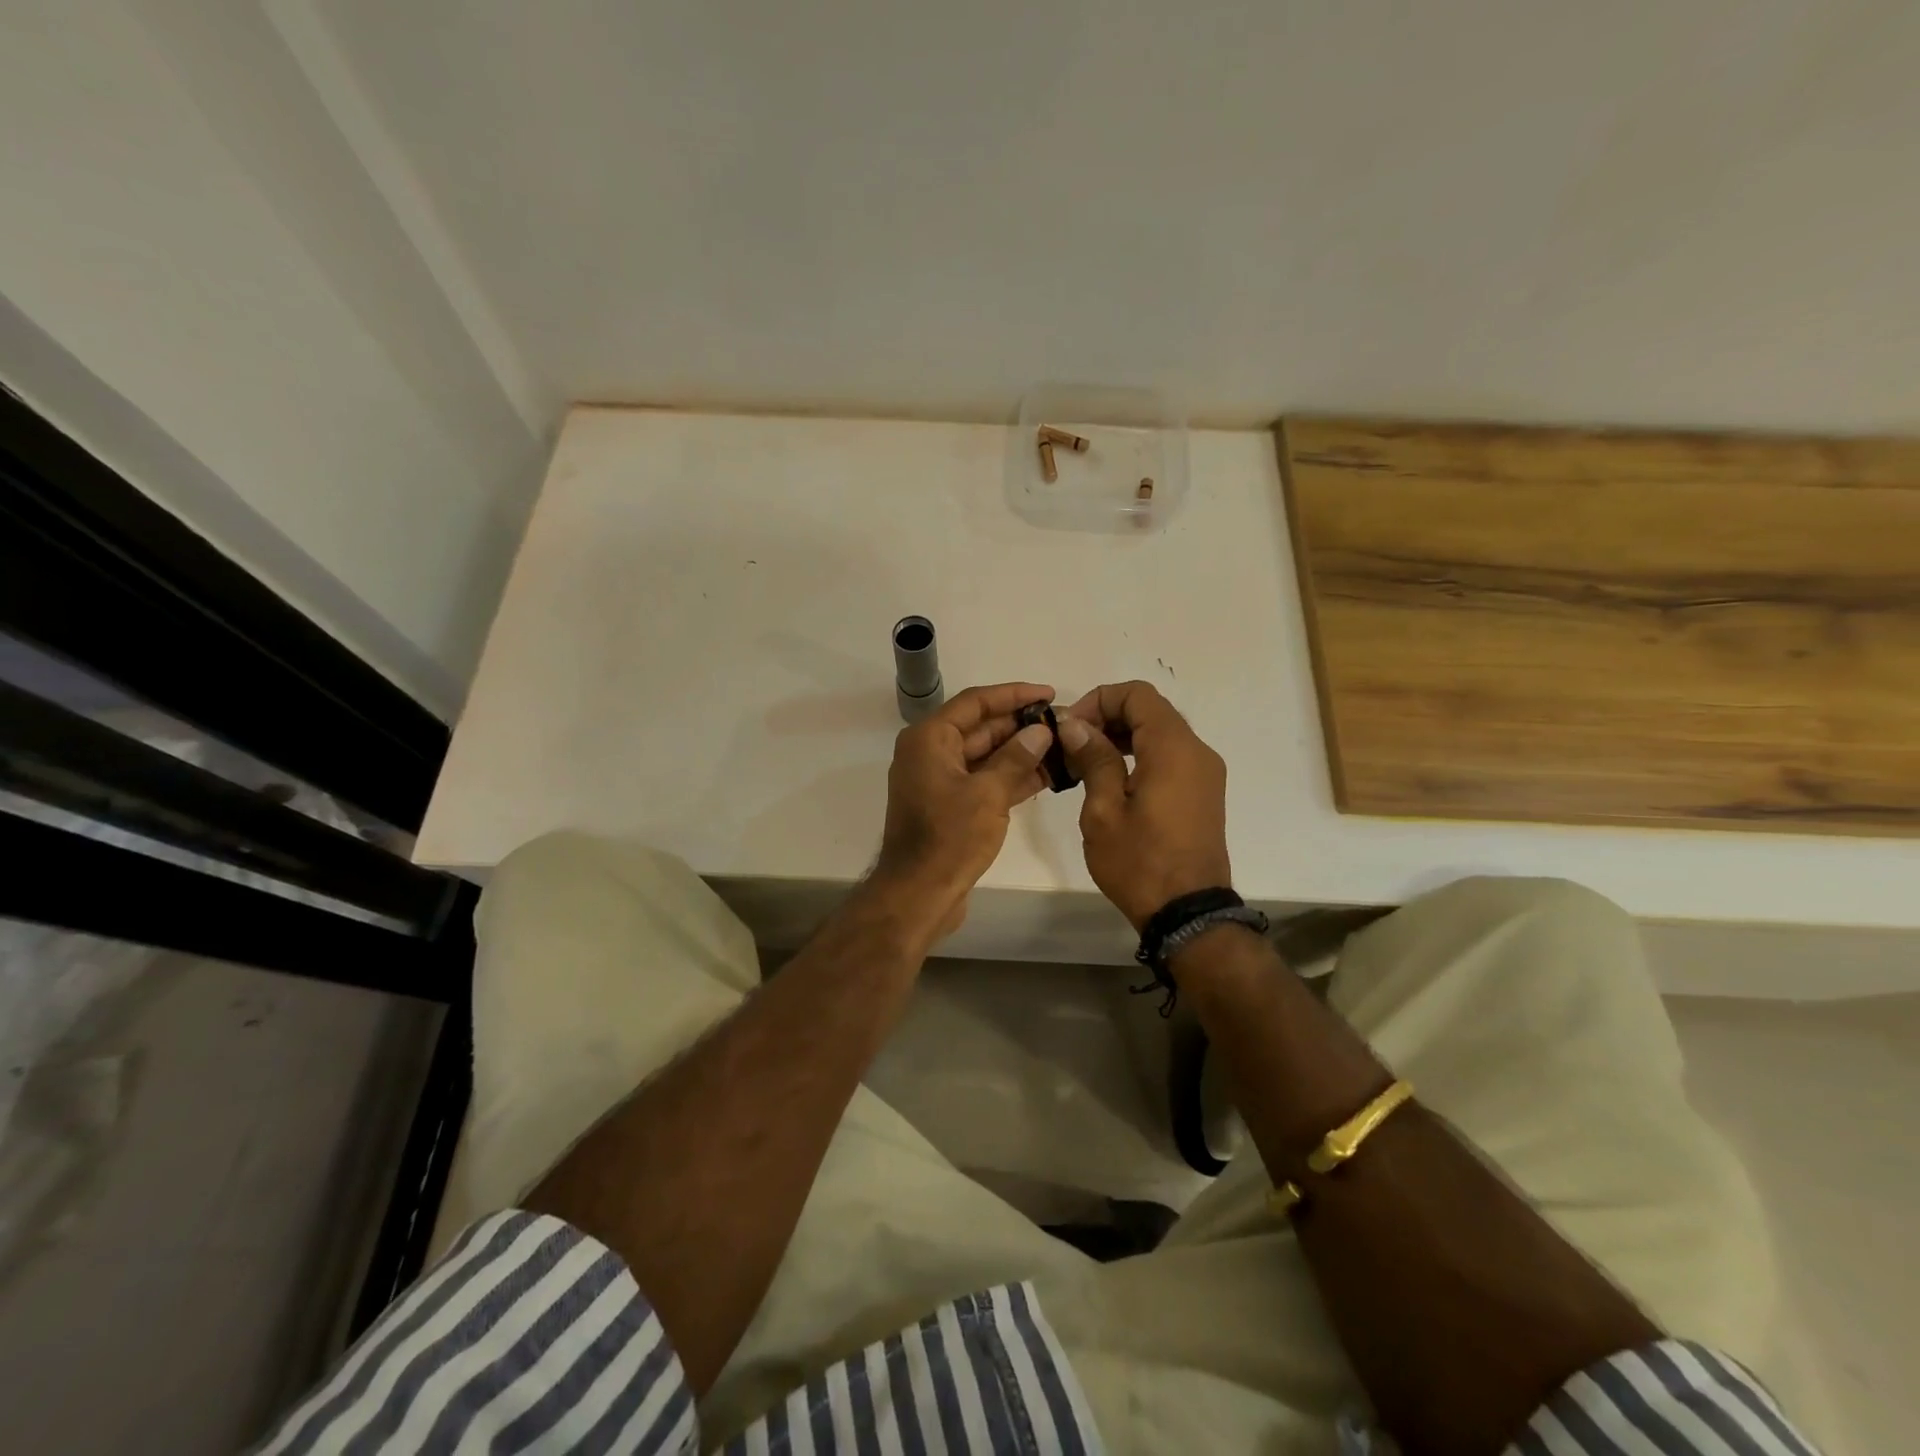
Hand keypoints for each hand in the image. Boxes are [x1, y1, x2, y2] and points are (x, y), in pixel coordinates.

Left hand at [869, 682, 1056, 939]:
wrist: (918, 894)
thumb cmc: (949, 838)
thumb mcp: (988, 794)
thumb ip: (1016, 758)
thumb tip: (1040, 731)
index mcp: (929, 739)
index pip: (975, 702)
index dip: (1014, 694)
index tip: (1049, 694)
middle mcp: (930, 752)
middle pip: (981, 728)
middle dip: (1021, 725)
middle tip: (1064, 723)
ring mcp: (940, 780)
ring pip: (985, 756)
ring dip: (1021, 752)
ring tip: (1063, 747)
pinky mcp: (950, 805)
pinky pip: (983, 780)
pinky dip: (1011, 777)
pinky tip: (1047, 775)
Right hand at [1056, 681, 1231, 928]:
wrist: (1188, 913)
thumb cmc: (1140, 862)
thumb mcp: (1104, 810)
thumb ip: (1093, 758)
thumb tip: (1075, 724)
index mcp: (1173, 748)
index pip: (1137, 694)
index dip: (1098, 700)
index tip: (1070, 729)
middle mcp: (1196, 751)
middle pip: (1150, 710)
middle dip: (1107, 717)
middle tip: (1072, 746)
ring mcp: (1205, 772)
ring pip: (1160, 732)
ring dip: (1121, 736)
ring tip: (1085, 764)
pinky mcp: (1203, 792)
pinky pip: (1170, 756)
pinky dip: (1139, 754)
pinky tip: (1112, 781)